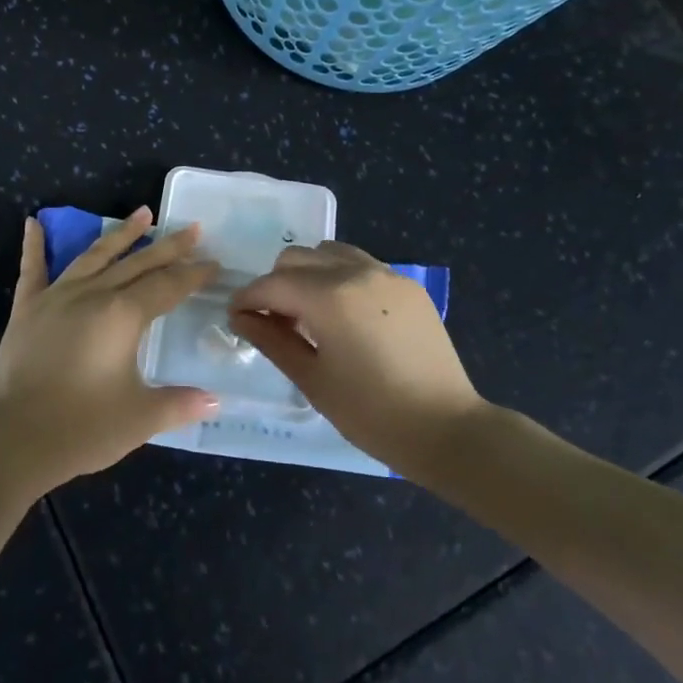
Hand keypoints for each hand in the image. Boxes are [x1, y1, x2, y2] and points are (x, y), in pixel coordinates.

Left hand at [0, 207, 221, 495]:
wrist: (13, 440)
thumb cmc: (82, 428)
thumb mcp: (140, 419)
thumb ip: (179, 404)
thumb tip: (214, 400)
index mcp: (123, 315)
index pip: (168, 286)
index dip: (193, 275)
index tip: (214, 262)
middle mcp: (93, 294)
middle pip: (138, 263)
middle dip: (169, 247)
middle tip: (193, 229)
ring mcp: (57, 297)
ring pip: (95, 256)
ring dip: (121, 234)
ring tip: (144, 213)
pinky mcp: (27, 309)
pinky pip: (33, 270)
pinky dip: (33, 245)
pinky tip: (32, 223)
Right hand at [228, 241, 487, 481]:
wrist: (447, 429)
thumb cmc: (372, 413)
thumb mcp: (312, 380)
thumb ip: (272, 341)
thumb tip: (241, 318)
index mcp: (328, 297)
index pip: (272, 284)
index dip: (247, 300)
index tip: (236, 318)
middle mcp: (355, 272)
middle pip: (297, 258)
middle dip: (276, 284)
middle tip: (274, 322)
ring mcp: (386, 274)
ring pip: (329, 253)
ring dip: (308, 274)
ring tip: (310, 313)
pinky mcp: (408, 286)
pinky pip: (361, 265)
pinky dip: (339, 278)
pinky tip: (345, 316)